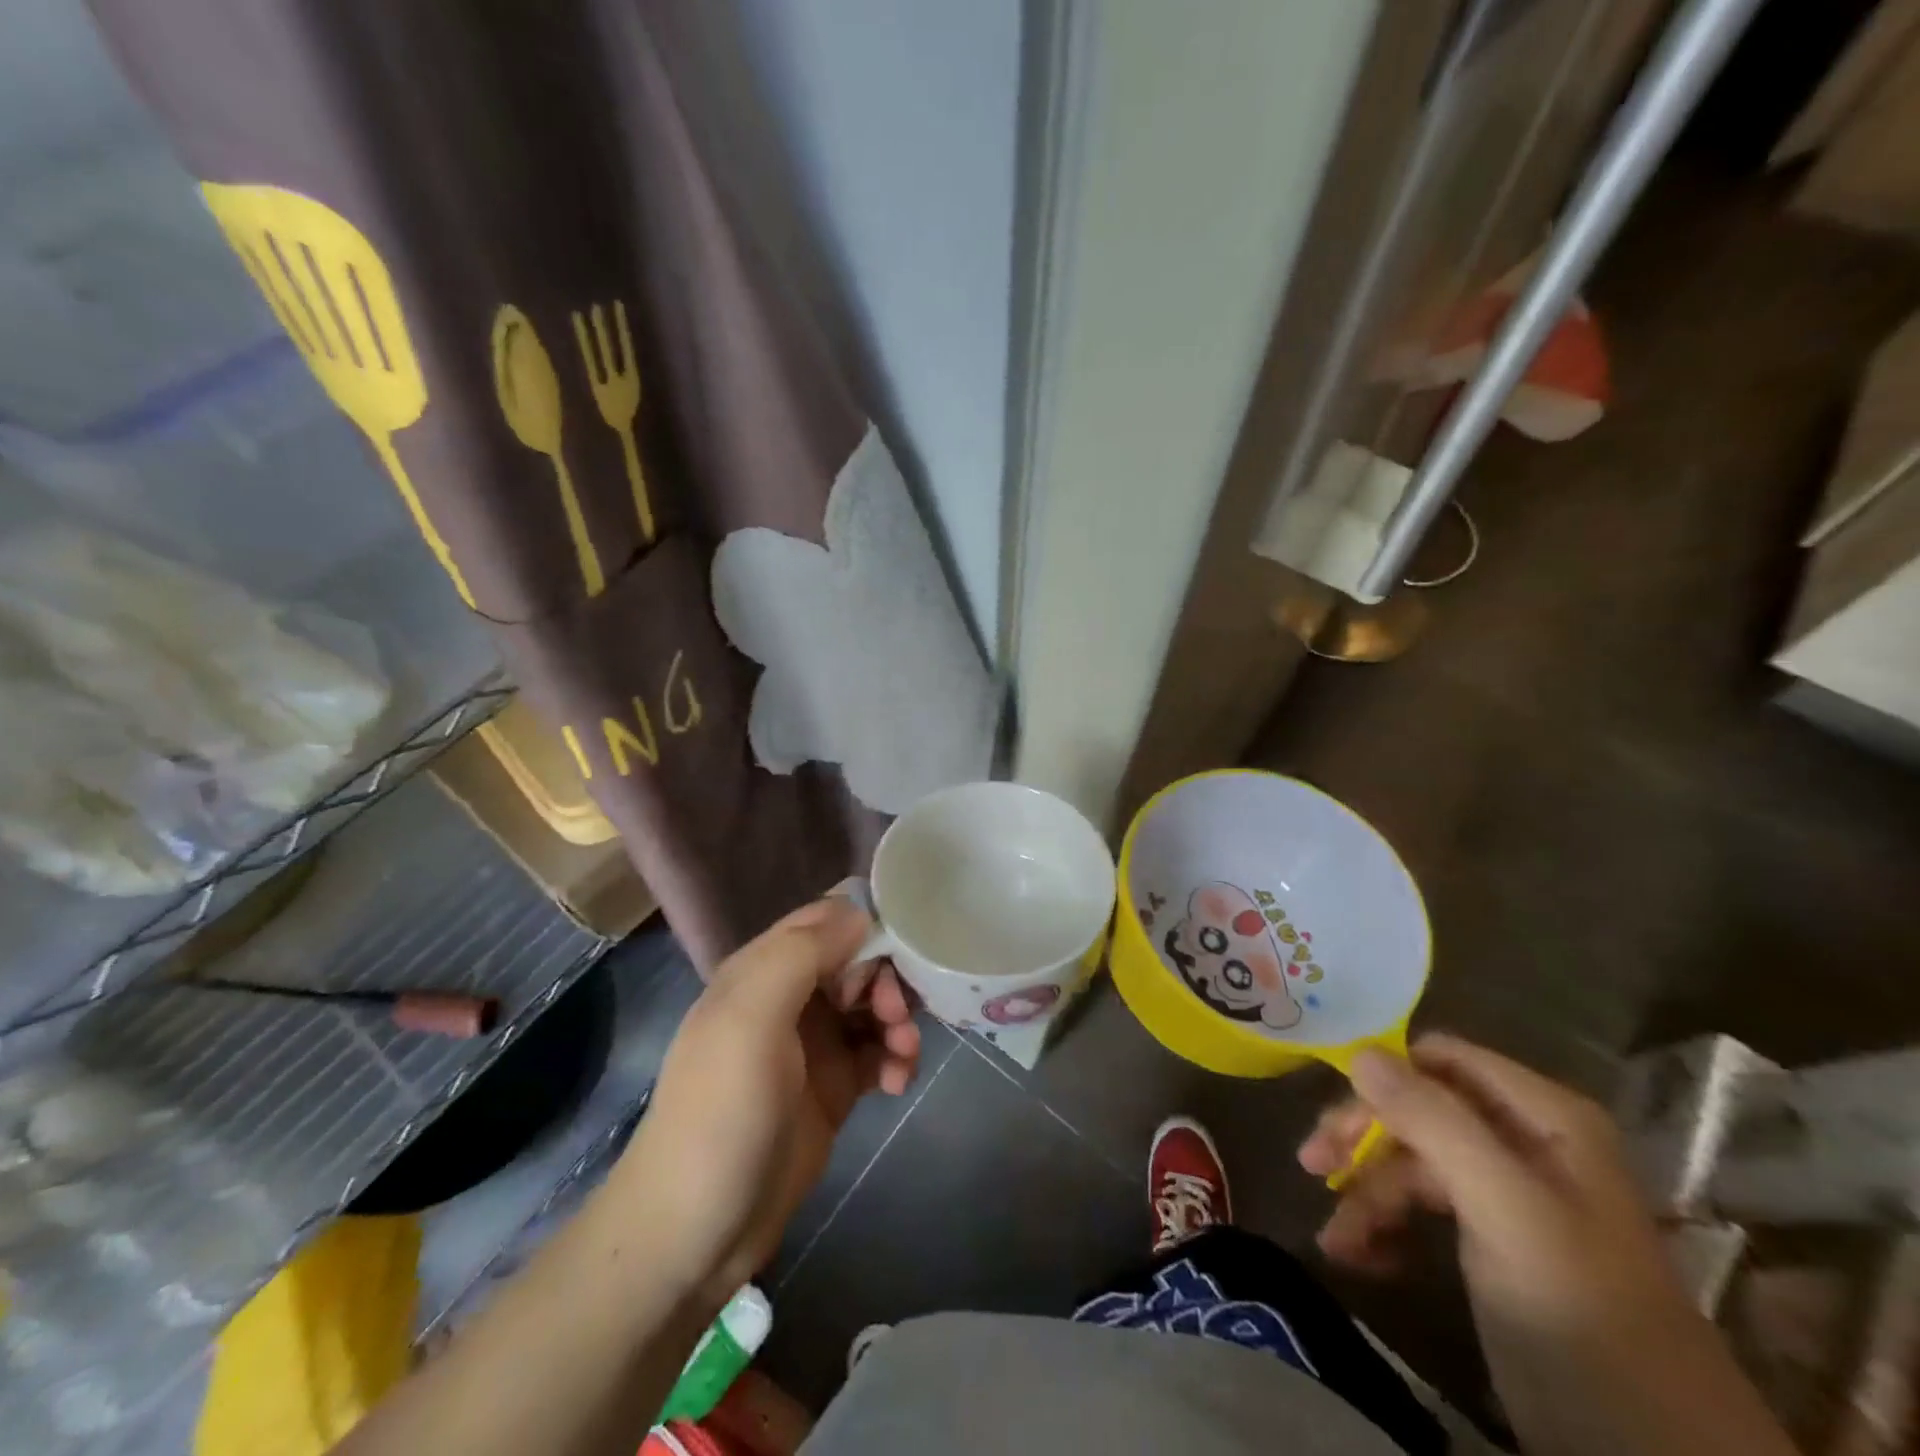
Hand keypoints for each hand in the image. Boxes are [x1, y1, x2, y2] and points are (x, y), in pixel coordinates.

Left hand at [610, 892, 919, 1300]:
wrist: (696, 1232)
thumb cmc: (721, 1112)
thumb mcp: (750, 1018)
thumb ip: (802, 954)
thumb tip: (860, 915)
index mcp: (763, 969)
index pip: (826, 919)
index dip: (866, 925)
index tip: (899, 950)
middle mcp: (790, 998)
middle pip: (858, 961)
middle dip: (887, 980)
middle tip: (896, 1016)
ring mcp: (812, 1046)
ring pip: (872, 1007)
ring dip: (898, 1021)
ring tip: (903, 1056)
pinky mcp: (833, 1089)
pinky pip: (877, 1053)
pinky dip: (894, 1059)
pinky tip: (897, 1084)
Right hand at [1300, 1035, 1799, 1455]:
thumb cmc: (1580, 1313)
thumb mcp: (1505, 1210)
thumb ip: (1433, 1122)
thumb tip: (1357, 1052)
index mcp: (1543, 1116)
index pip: (1440, 1058)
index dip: (1383, 1075)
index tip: (1335, 1113)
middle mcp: (1524, 1140)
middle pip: (1418, 1108)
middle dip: (1364, 1139)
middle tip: (1314, 1165)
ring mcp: (1508, 1191)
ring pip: (1413, 1161)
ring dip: (1367, 1192)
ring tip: (1336, 1240)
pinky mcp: (1494, 1239)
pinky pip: (1423, 1207)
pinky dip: (1387, 1227)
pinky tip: (1364, 1258)